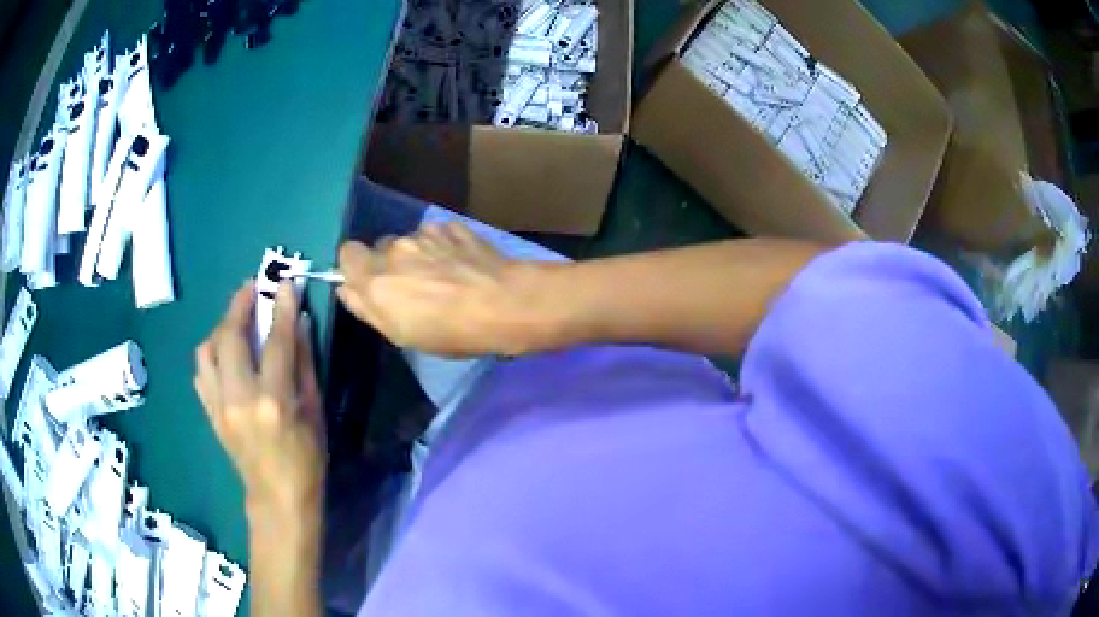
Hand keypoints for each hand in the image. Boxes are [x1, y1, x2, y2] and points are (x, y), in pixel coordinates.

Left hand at [193, 281, 324, 516]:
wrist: (277, 499)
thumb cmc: (306, 460)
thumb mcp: (314, 413)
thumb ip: (304, 365)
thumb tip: (299, 324)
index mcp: (274, 401)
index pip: (277, 342)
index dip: (281, 308)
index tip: (285, 282)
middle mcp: (240, 399)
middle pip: (231, 337)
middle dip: (239, 305)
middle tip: (251, 287)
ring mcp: (220, 406)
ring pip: (207, 351)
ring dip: (220, 328)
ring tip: (234, 321)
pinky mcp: (210, 414)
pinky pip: (201, 373)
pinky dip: (211, 354)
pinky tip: (223, 353)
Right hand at [337, 221, 550, 356]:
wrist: (502, 303)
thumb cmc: (449, 331)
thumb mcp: (400, 334)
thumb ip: (366, 308)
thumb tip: (346, 289)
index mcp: (375, 278)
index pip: (347, 253)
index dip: (357, 266)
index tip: (372, 283)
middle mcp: (394, 248)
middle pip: (381, 247)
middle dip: (392, 263)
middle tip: (414, 287)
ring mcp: (425, 233)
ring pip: (410, 240)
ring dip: (419, 254)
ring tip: (445, 276)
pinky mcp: (451, 226)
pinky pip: (437, 234)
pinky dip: (443, 245)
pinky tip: (461, 264)